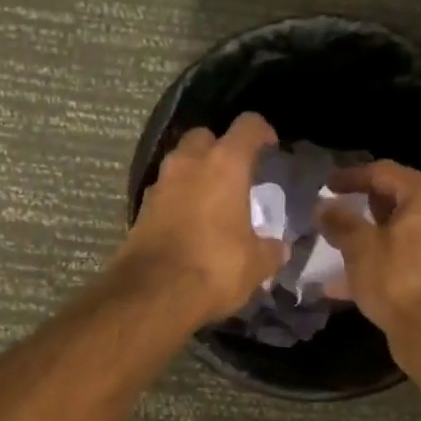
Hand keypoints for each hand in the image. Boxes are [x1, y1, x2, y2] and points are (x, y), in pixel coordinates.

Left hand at [114, 113, 287, 324]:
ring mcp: (160, 185)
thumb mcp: (256, 264)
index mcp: (225, 164)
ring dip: (194, 175)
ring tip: (210, 200)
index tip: (270, 145)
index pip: (248, 127)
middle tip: (233, 174)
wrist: (154, 293)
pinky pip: (164, 193)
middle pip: (204, 138)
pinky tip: (188, 223)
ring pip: (179, 164)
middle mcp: (188, 163)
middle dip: (219, 149)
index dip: (261, 131)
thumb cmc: (214, 267)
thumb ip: (271, 250)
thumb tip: (279, 248)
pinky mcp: (140, 210)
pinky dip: (177, 200)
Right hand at [316, 160, 420, 342]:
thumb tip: (323, 208)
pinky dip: (381, 264)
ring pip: (401, 234)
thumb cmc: (398, 280)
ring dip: (369, 240)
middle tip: (334, 214)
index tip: (325, 185)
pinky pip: (407, 260)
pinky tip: (348, 283)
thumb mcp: (360, 248)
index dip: (350, 177)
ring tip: (337, 249)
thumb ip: (340, 222)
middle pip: (397, 202)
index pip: (384, 172)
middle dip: (362, 209)